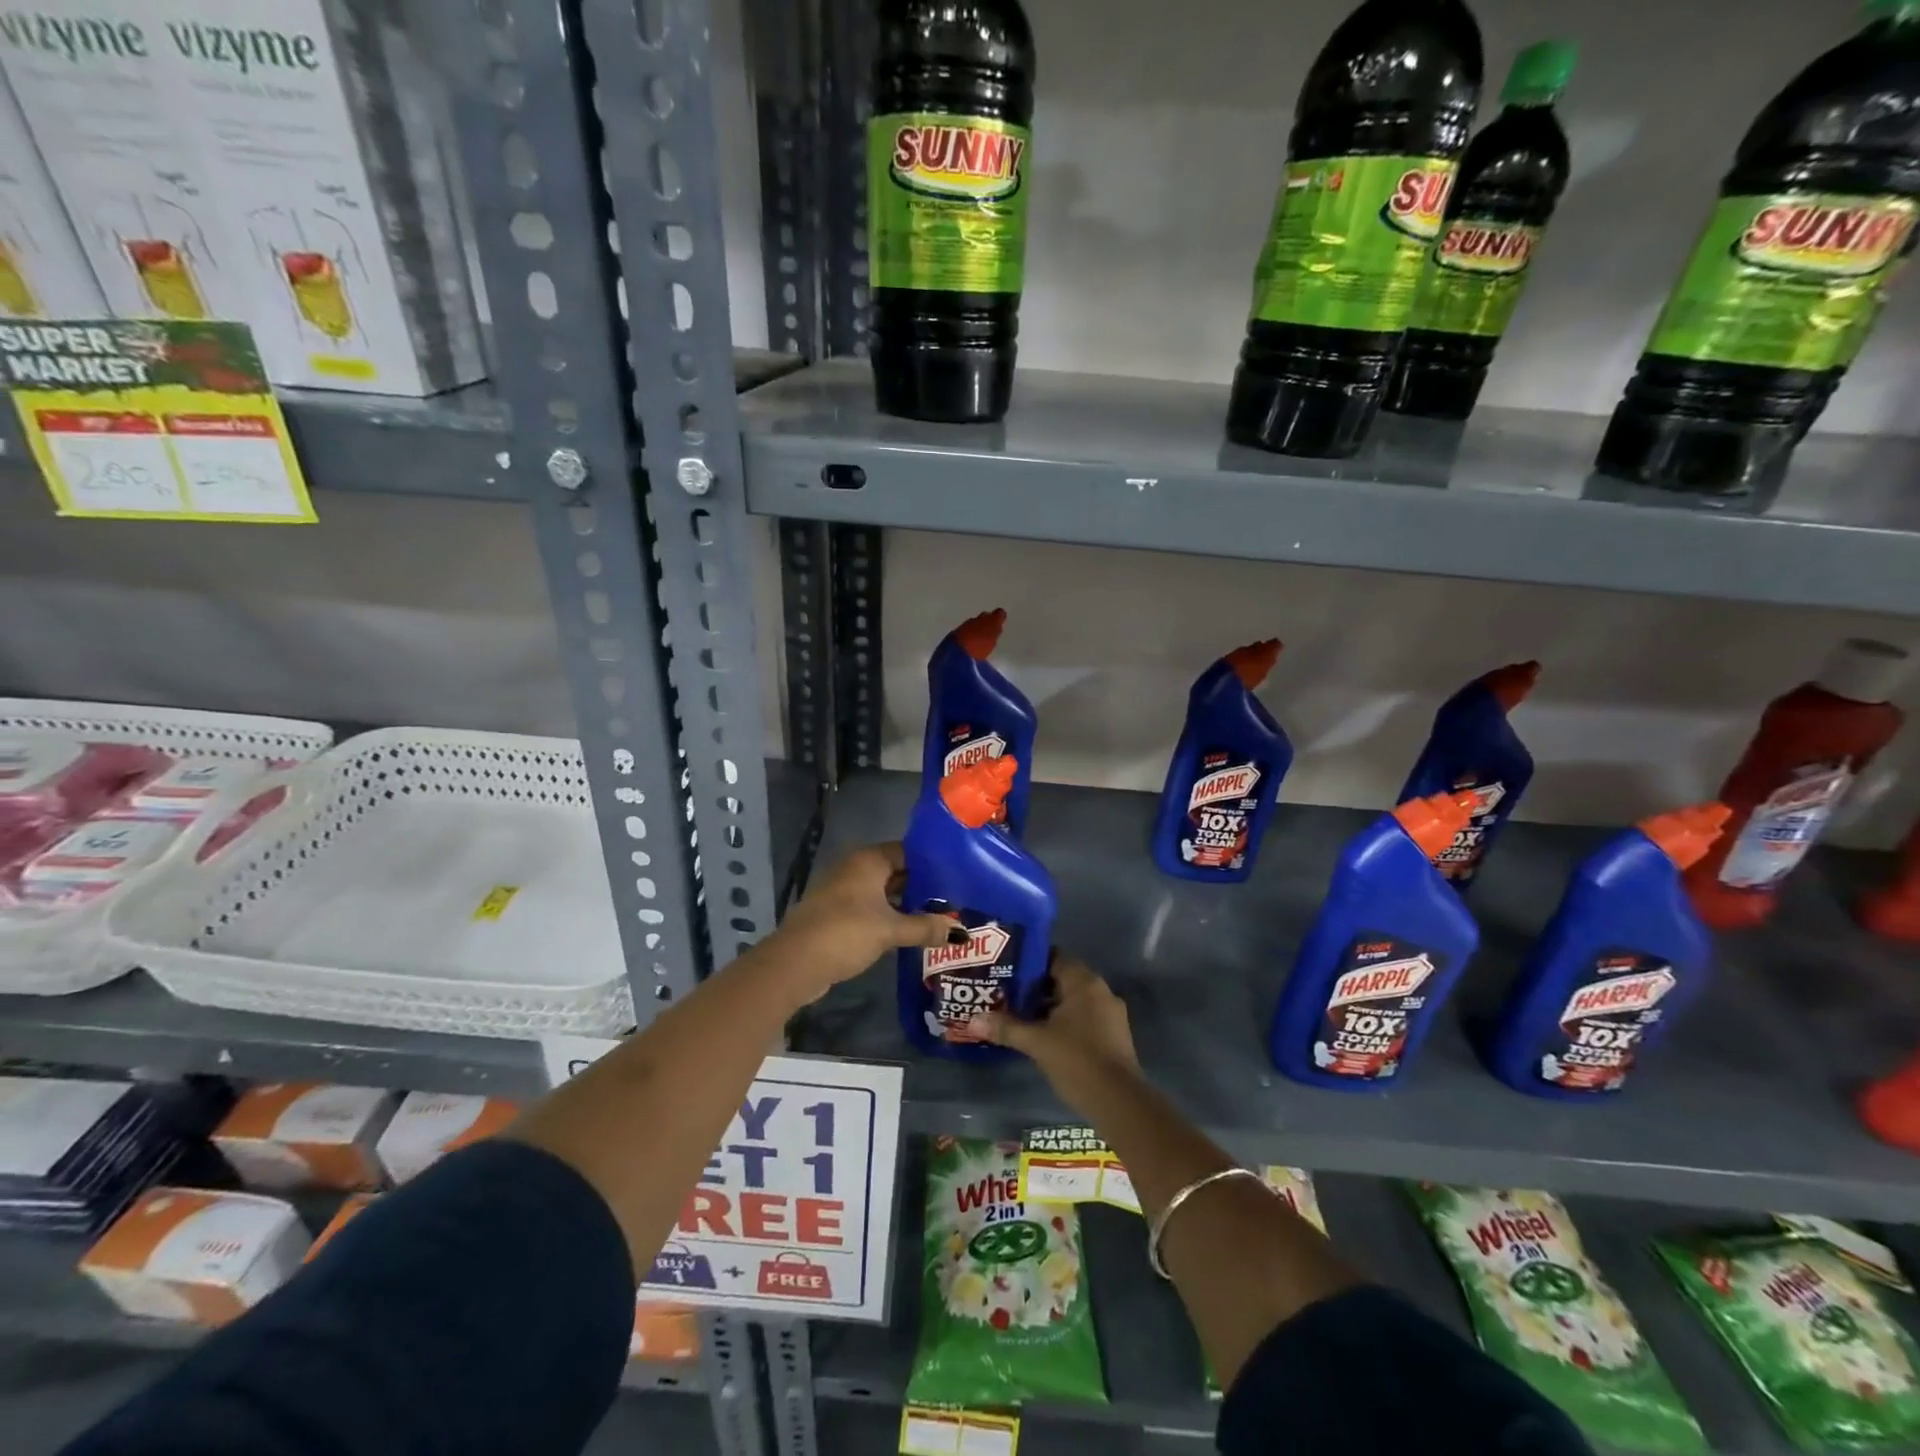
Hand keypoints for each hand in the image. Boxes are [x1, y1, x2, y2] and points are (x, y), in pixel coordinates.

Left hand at [775, 842, 956, 996]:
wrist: (795, 963)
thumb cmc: (845, 933)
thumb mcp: (890, 930)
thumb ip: (926, 928)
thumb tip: (962, 933)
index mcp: (868, 860)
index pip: (908, 852)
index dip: (933, 863)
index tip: (960, 876)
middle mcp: (856, 868)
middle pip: (897, 871)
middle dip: (923, 886)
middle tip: (956, 899)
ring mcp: (844, 892)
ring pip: (884, 892)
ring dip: (907, 904)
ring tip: (940, 916)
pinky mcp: (838, 914)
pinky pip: (872, 908)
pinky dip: (891, 917)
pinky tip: (911, 931)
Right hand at [971, 955, 1140, 1116]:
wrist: (1119, 1102)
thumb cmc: (1077, 1060)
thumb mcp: (1037, 1042)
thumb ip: (1006, 1028)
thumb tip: (972, 1020)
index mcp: (1084, 982)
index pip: (1053, 957)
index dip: (1028, 962)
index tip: (1005, 970)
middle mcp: (1100, 990)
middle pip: (1061, 978)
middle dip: (1034, 987)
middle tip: (1005, 993)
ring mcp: (1110, 1013)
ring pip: (1072, 1000)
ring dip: (1048, 1006)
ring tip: (1019, 1015)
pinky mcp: (1113, 1035)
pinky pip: (1083, 1017)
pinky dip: (1064, 1021)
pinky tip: (1043, 1036)